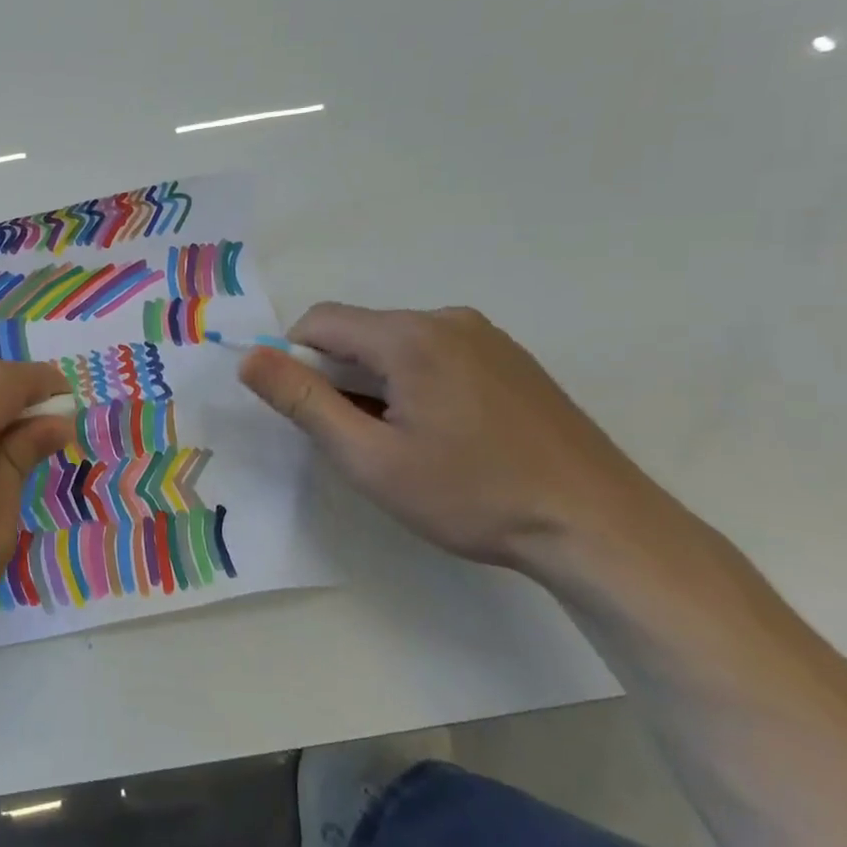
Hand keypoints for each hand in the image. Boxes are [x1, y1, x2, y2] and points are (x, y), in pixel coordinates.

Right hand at [238, 304, 683, 583]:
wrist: (598, 527)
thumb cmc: (471, 495)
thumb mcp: (369, 458)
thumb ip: (303, 401)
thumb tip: (248, 358)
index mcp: (409, 336)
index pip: (319, 322)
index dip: (296, 363)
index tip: (313, 416)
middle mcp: (447, 319)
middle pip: (359, 332)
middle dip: (340, 378)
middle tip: (360, 440)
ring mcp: (486, 337)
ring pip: (397, 345)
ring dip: (377, 384)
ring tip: (405, 444)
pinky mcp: (511, 359)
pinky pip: (436, 355)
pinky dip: (416, 384)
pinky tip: (445, 435)